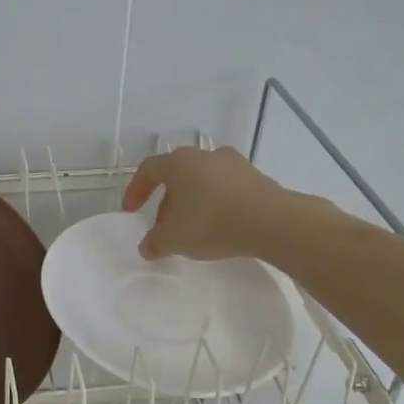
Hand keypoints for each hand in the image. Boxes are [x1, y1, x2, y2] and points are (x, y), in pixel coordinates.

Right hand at [121, 146, 306, 260]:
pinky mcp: (256, 177)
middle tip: (164, 226)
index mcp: (179, 163)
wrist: (271, 221)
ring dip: (192, 202)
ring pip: (203, 181)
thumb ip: (155, 242)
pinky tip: (219, 226)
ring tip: (192, 228)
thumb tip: (147, 247)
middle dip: (166, 201)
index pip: (148, 169)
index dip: (136, 190)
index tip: (131, 211)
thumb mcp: (174, 239)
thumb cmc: (211, 222)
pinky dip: (216, 203)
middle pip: (177, 175)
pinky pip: (226, 188)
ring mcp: (234, 163)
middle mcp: (205, 155)